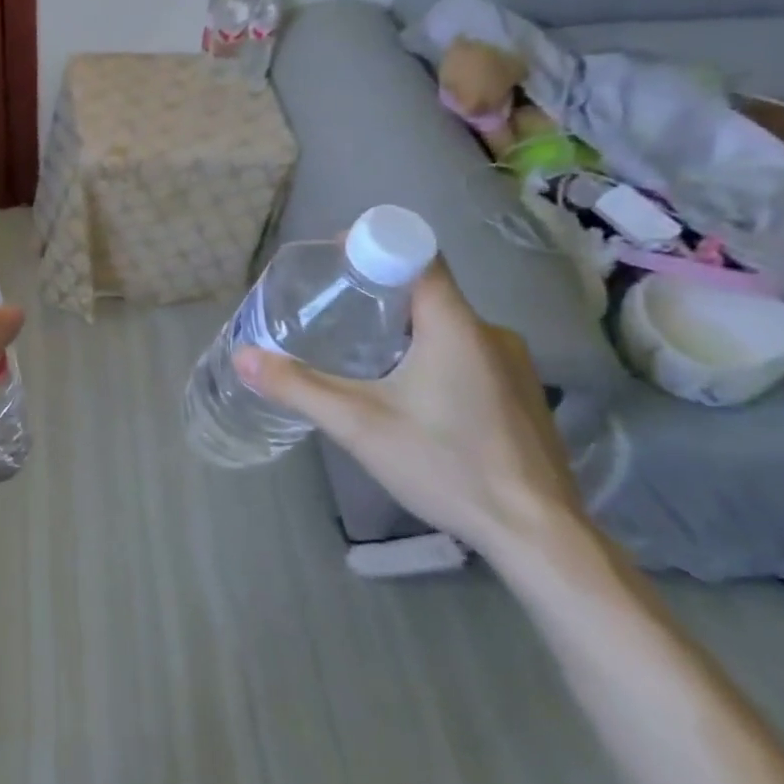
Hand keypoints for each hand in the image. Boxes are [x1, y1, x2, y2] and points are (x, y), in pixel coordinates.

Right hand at [233, 259, 587, 562]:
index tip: (332, 261)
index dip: (372, 246)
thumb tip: (243, 356)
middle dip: (375, 294)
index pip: (416, 255)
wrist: (539, 537)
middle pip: (425, 291)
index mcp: (455, 325)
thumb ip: (297, 387)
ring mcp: (513, 365)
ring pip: (445, 325)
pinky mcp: (520, 395)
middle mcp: (490, 333)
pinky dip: (429, 355)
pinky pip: (466, 353)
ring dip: (402, 329)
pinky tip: (407, 394)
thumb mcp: (358, 425)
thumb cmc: (447, 465)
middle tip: (331, 313)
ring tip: (360, 353)